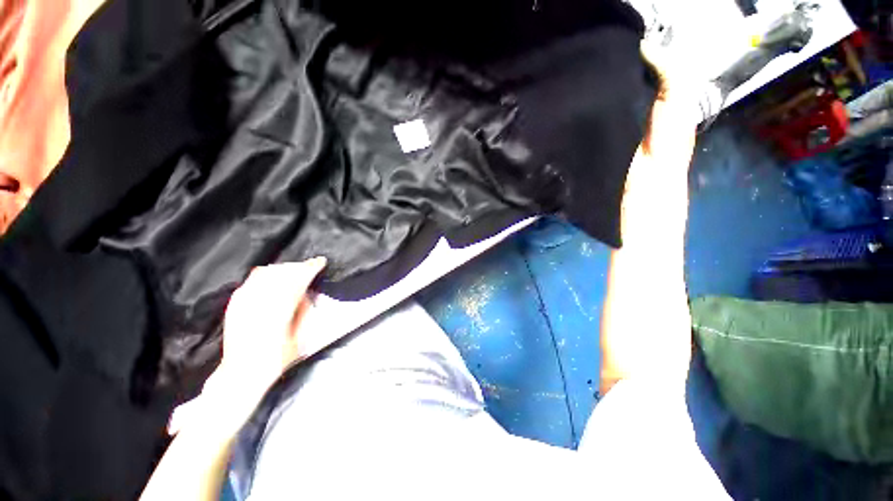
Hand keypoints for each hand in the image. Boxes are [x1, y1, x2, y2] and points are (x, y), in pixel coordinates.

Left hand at [201, 258, 326, 424]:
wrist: (243, 372)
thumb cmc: (277, 358)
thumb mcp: (300, 336)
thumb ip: (304, 310)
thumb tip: (307, 292)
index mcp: (279, 309)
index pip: (298, 279)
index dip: (311, 267)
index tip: (320, 262)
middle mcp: (260, 301)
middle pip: (283, 272)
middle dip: (298, 266)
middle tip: (309, 267)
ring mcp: (244, 301)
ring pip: (267, 272)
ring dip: (283, 269)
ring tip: (292, 271)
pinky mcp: (235, 303)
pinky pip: (252, 279)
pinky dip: (266, 275)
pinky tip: (273, 278)